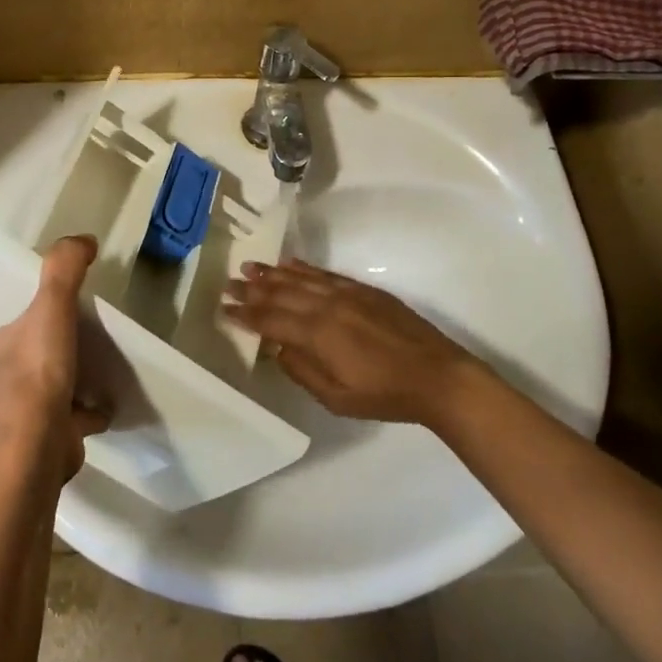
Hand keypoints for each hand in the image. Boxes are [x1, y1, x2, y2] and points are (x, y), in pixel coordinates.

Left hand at [0, 235, 110, 481]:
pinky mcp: (41, 446)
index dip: (6, 334)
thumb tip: (84, 240)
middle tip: (67, 344)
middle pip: (13, 369)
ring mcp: (14, 425)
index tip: (32, 326)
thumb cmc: (34, 374)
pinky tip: (104, 404)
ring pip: (39, 396)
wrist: (37, 447)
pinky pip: (66, 422)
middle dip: (36, 360)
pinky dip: (84, 414)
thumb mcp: (49, 306)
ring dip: (61, 387)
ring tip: (90, 370)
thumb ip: (63, 268)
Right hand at [222, 259, 484, 426]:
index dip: (246, 314)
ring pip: (300, 278)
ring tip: (250, 266)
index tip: (224, 308)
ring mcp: (346, 294)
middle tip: (228, 283)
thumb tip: (279, 349)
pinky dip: (303, 268)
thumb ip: (302, 371)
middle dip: (252, 289)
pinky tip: (290, 264)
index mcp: (316, 334)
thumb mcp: (336, 398)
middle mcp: (326, 306)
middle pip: (280, 293)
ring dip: (272, 273)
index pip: (271, 320)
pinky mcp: (363, 290)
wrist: (437, 376)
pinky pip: (325, 274)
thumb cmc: (384, 395)